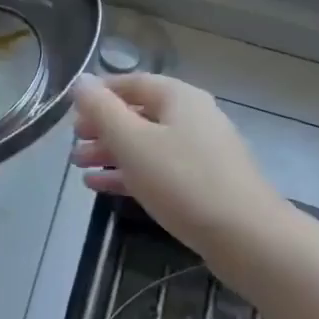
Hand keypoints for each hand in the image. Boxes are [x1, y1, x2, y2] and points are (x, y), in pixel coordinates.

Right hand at [71, 74, 289, 264]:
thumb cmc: (183, 181)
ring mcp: (201, 152)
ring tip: (79, 166)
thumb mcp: (132, 142)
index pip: (132, 83)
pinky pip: (159, 169)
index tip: (70, 111)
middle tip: (73, 143)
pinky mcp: (204, 184)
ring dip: (111, 152)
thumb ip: (102, 110)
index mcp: (179, 97)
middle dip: (102, 127)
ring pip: (146, 144)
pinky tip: (100, 187)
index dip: (99, 94)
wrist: (247, 238)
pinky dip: (130, 174)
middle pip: (139, 114)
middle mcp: (193, 117)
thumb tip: (81, 81)